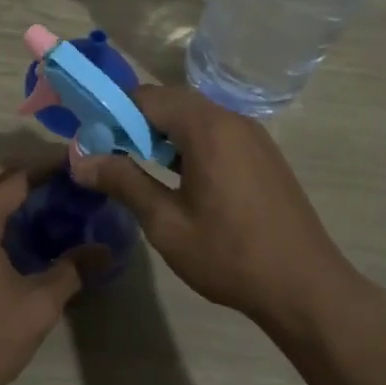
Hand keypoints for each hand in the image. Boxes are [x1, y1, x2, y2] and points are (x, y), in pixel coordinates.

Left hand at [0, 162, 90, 384]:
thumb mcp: (39, 304)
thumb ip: (72, 270)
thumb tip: (106, 250)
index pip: (14, 179)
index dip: (46, 168)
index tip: (75, 163)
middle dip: (23, 172)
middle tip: (60, 179)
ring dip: (3, 190)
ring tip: (42, 198)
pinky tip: (15, 229)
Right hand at [69, 85, 365, 337]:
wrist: (305, 287)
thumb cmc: (229, 255)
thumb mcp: (166, 223)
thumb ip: (123, 183)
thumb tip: (80, 160)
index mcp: (207, 128)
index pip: (146, 97)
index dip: (112, 113)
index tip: (90, 141)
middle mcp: (232, 120)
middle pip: (171, 101)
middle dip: (135, 121)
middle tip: (108, 153)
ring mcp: (253, 136)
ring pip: (195, 117)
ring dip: (162, 132)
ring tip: (137, 166)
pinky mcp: (263, 155)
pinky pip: (216, 133)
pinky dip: (188, 143)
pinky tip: (177, 176)